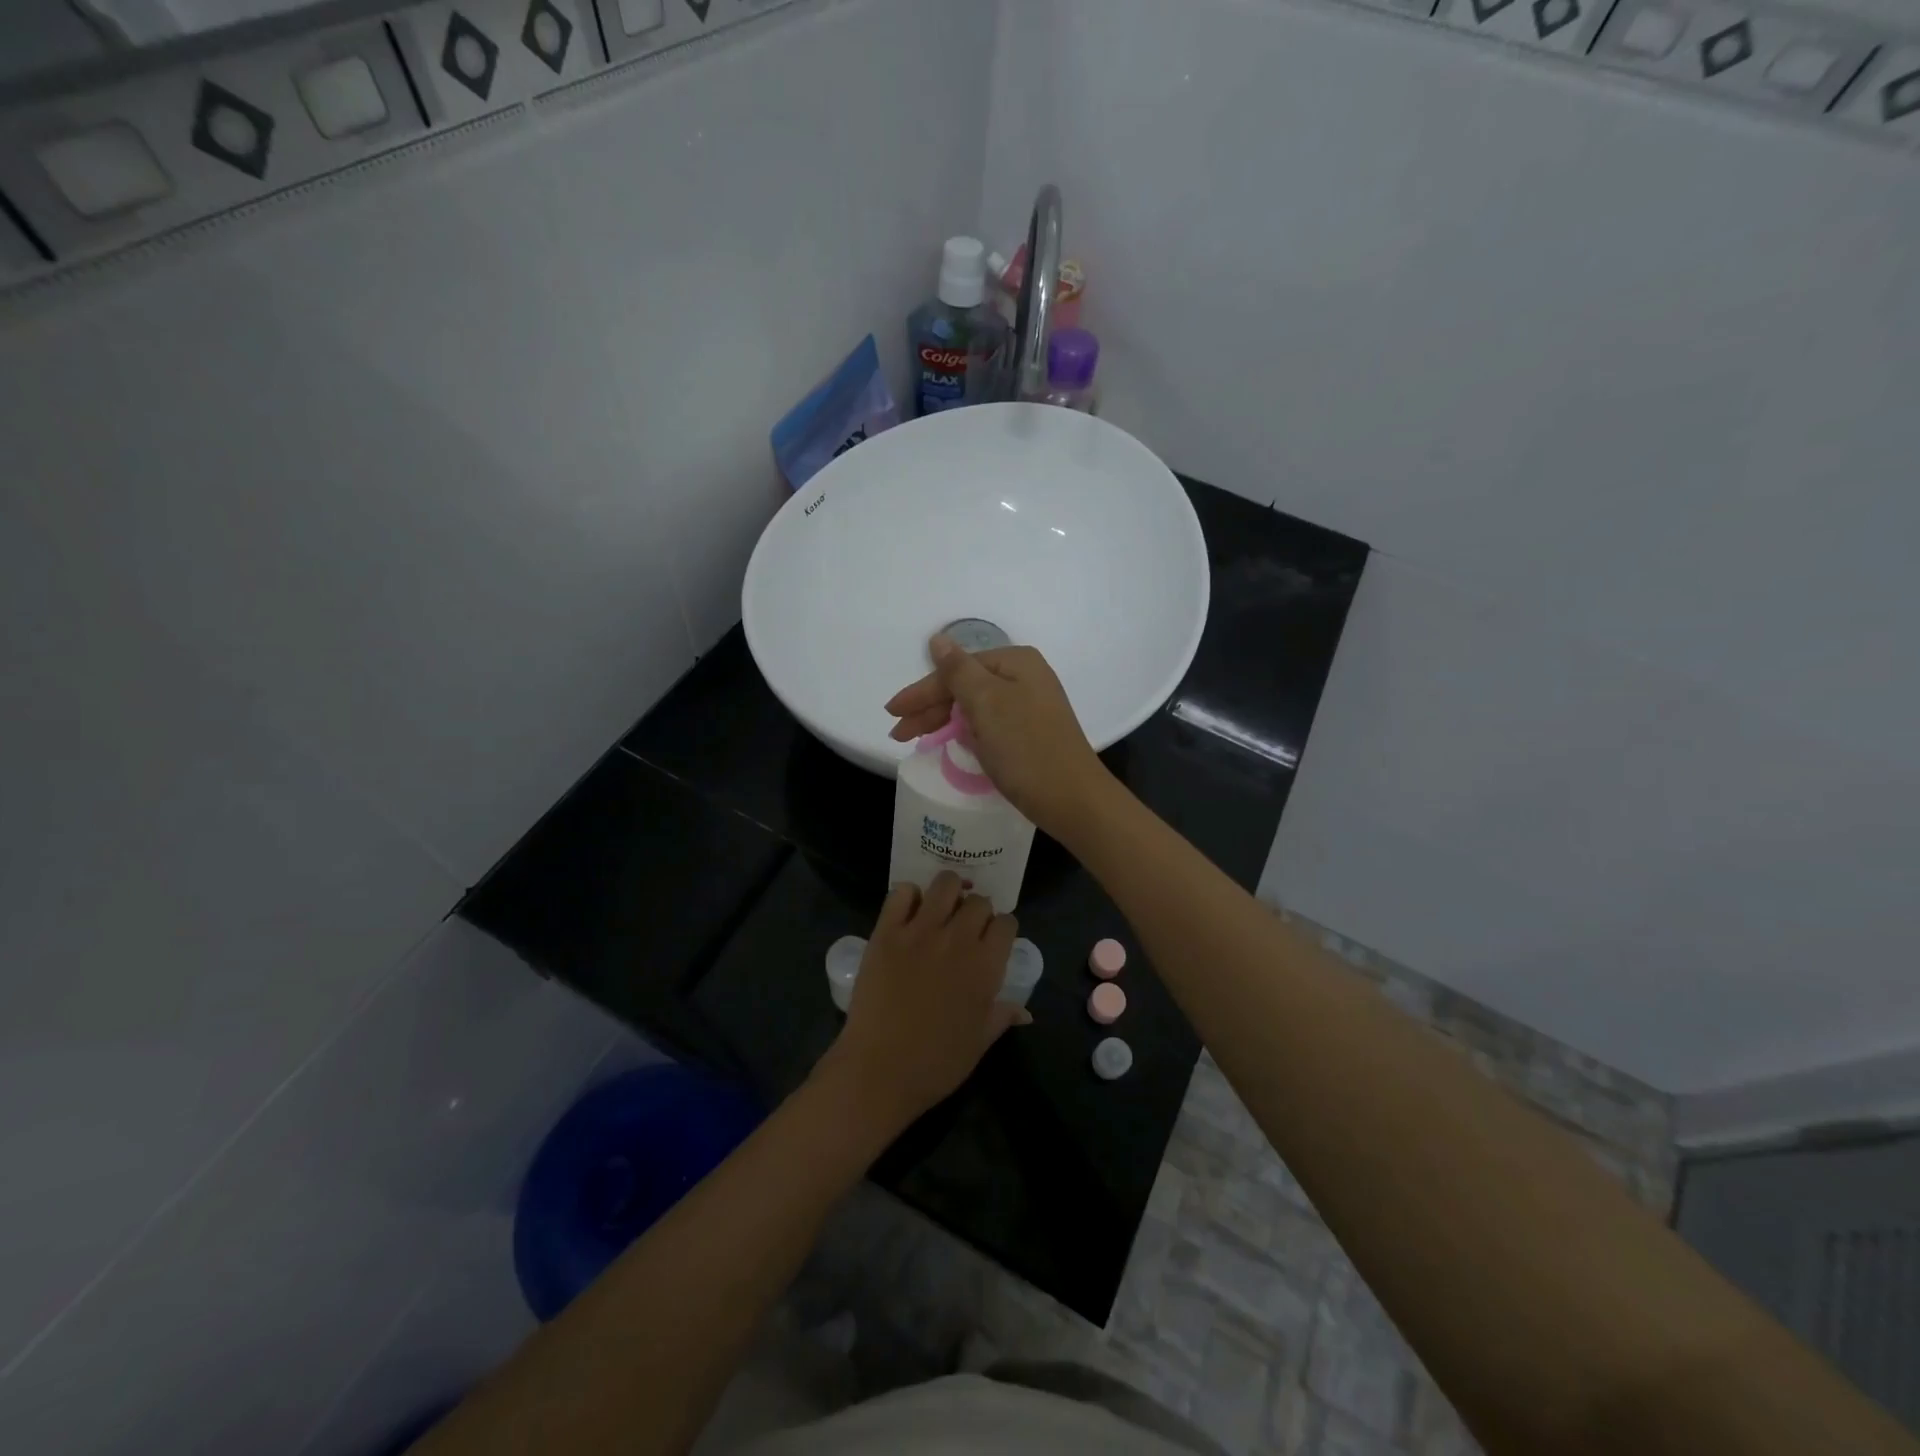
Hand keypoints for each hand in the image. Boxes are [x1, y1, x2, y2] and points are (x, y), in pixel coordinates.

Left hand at [823, 873, 1027, 1128]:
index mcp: (986, 967)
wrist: (879, 1069)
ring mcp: (920, 931)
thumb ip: (1002, 1017)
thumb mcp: (978, 1043)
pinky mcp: (887, 931)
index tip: (992, 940)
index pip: (1007, 923)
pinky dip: (908, 896)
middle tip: (965, 927)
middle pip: (979, 901)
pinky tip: (908, 912)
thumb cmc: (936, 1064)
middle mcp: (958, 940)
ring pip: (945, 884)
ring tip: (941, 908)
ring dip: (949, 892)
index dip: (1001, 929)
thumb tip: (1026, 1012)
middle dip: (977, 910)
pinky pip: (901, 893)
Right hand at [885, 635, 1113, 838]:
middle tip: (899, 733)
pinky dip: (966, 732)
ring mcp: (1031, 706)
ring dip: (944, 720)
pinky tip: (950, 742)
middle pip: (965, 686)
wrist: (1072, 799)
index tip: (892, 713)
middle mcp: (1026, 677)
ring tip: (915, 739)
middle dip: (930, 708)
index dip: (922, 692)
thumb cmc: (1025, 747)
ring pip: (975, 706)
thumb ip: (958, 671)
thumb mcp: (986, 703)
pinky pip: (989, 723)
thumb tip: (938, 639)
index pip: (956, 670)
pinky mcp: (1032, 732)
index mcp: (1016, 662)